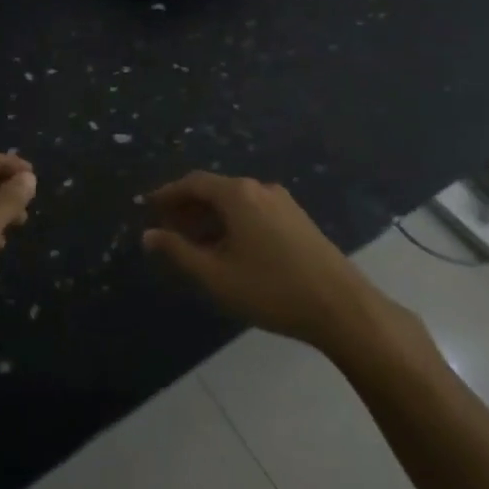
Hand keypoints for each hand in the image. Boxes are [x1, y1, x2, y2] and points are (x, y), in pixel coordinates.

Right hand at [141, 171, 378, 348]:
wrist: (341, 306)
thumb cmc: (271, 289)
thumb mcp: (215, 275)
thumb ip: (178, 252)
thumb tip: (148, 234)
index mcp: (238, 194)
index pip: (193, 182)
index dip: (168, 194)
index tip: (148, 206)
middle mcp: (260, 188)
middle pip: (215, 189)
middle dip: (187, 207)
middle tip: (165, 228)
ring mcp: (283, 203)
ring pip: (235, 202)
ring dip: (209, 217)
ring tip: (192, 242)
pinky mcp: (298, 220)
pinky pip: (253, 211)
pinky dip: (231, 222)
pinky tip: (227, 248)